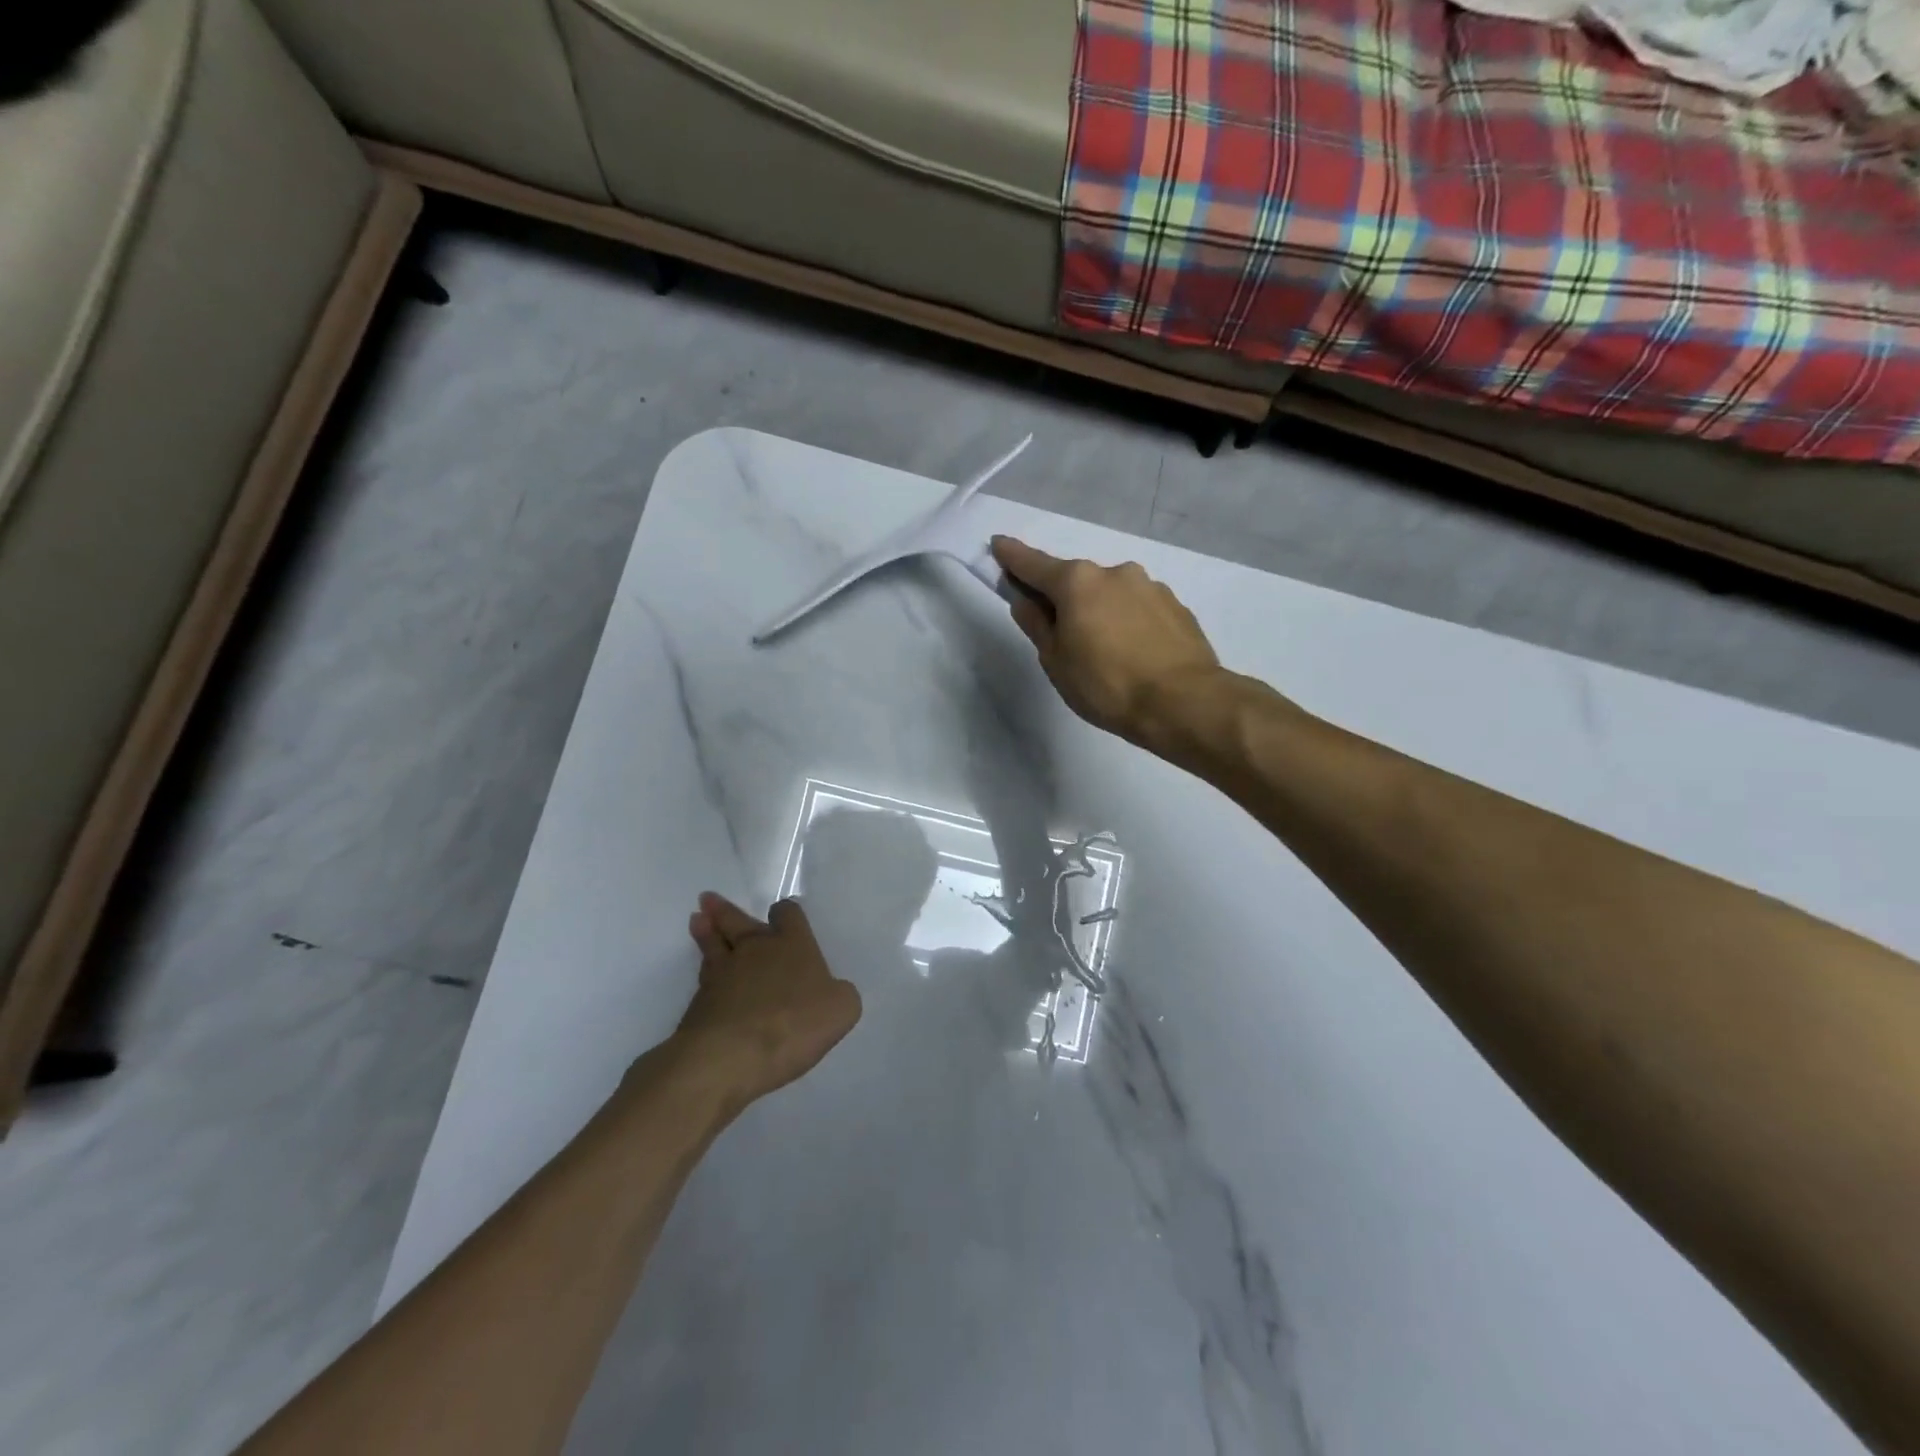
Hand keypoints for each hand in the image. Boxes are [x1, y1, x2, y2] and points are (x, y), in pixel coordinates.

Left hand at [674, 892, 861, 1111]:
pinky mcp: (699, 1002)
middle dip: (725, 910)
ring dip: (705, 930)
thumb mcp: (841, 1010)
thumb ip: (839, 994)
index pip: (788, 914)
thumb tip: (832, 992)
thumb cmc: (793, 1024)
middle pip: (738, 921)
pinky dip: (704, 972)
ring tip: (697, 919)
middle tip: (708, 899)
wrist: (730, 1055)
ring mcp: (723, 973)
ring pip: (712, 943)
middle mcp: (756, 950)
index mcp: (792, 944)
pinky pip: (703, 978)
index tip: (782, 914)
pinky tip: (705, 974)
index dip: (786, 913)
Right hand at [991, 535, 1221, 746]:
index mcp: (1078, 582)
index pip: (1034, 565)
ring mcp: (1150, 586)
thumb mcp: (1056, 661)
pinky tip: (1135, 654)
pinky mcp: (1176, 606)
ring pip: (1111, 595)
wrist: (1183, 702)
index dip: (1012, 557)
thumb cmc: (1106, 684)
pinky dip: (1129, 623)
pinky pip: (1139, 609)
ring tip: (1107, 654)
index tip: (998, 545)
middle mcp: (1115, 572)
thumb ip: (1037, 625)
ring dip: (1101, 612)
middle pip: (1077, 581)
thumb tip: (1026, 602)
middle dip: (1065, 599)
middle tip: (1063, 637)